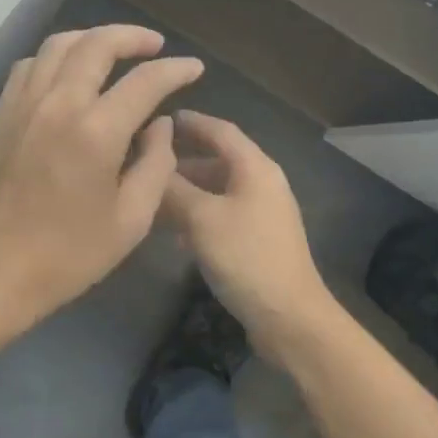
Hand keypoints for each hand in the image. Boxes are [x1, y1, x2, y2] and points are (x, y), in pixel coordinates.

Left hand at [0, 25, 202, 332]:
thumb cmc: (67, 256)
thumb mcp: (131, 221)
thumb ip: (155, 165)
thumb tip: (159, 125)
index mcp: (96, 132)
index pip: (145, 81)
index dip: (175, 69)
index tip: (193, 67)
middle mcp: (58, 103)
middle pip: (98, 44)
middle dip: (133, 37)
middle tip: (155, 46)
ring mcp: (24, 104)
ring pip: (59, 45)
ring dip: (92, 39)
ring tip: (114, 50)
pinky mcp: (1, 113)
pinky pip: (30, 64)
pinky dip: (57, 56)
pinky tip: (69, 73)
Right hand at [161, 110, 339, 359]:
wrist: (289, 317)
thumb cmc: (245, 257)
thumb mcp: (201, 218)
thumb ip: (174, 189)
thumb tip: (150, 164)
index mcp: (255, 168)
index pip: (221, 131)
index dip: (191, 122)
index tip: (161, 120)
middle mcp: (263, 183)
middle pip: (219, 159)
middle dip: (183, 159)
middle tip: (147, 159)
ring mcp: (263, 213)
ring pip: (218, 189)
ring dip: (188, 190)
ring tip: (153, 196)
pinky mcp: (258, 240)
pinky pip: (223, 213)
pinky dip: (199, 214)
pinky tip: (175, 232)